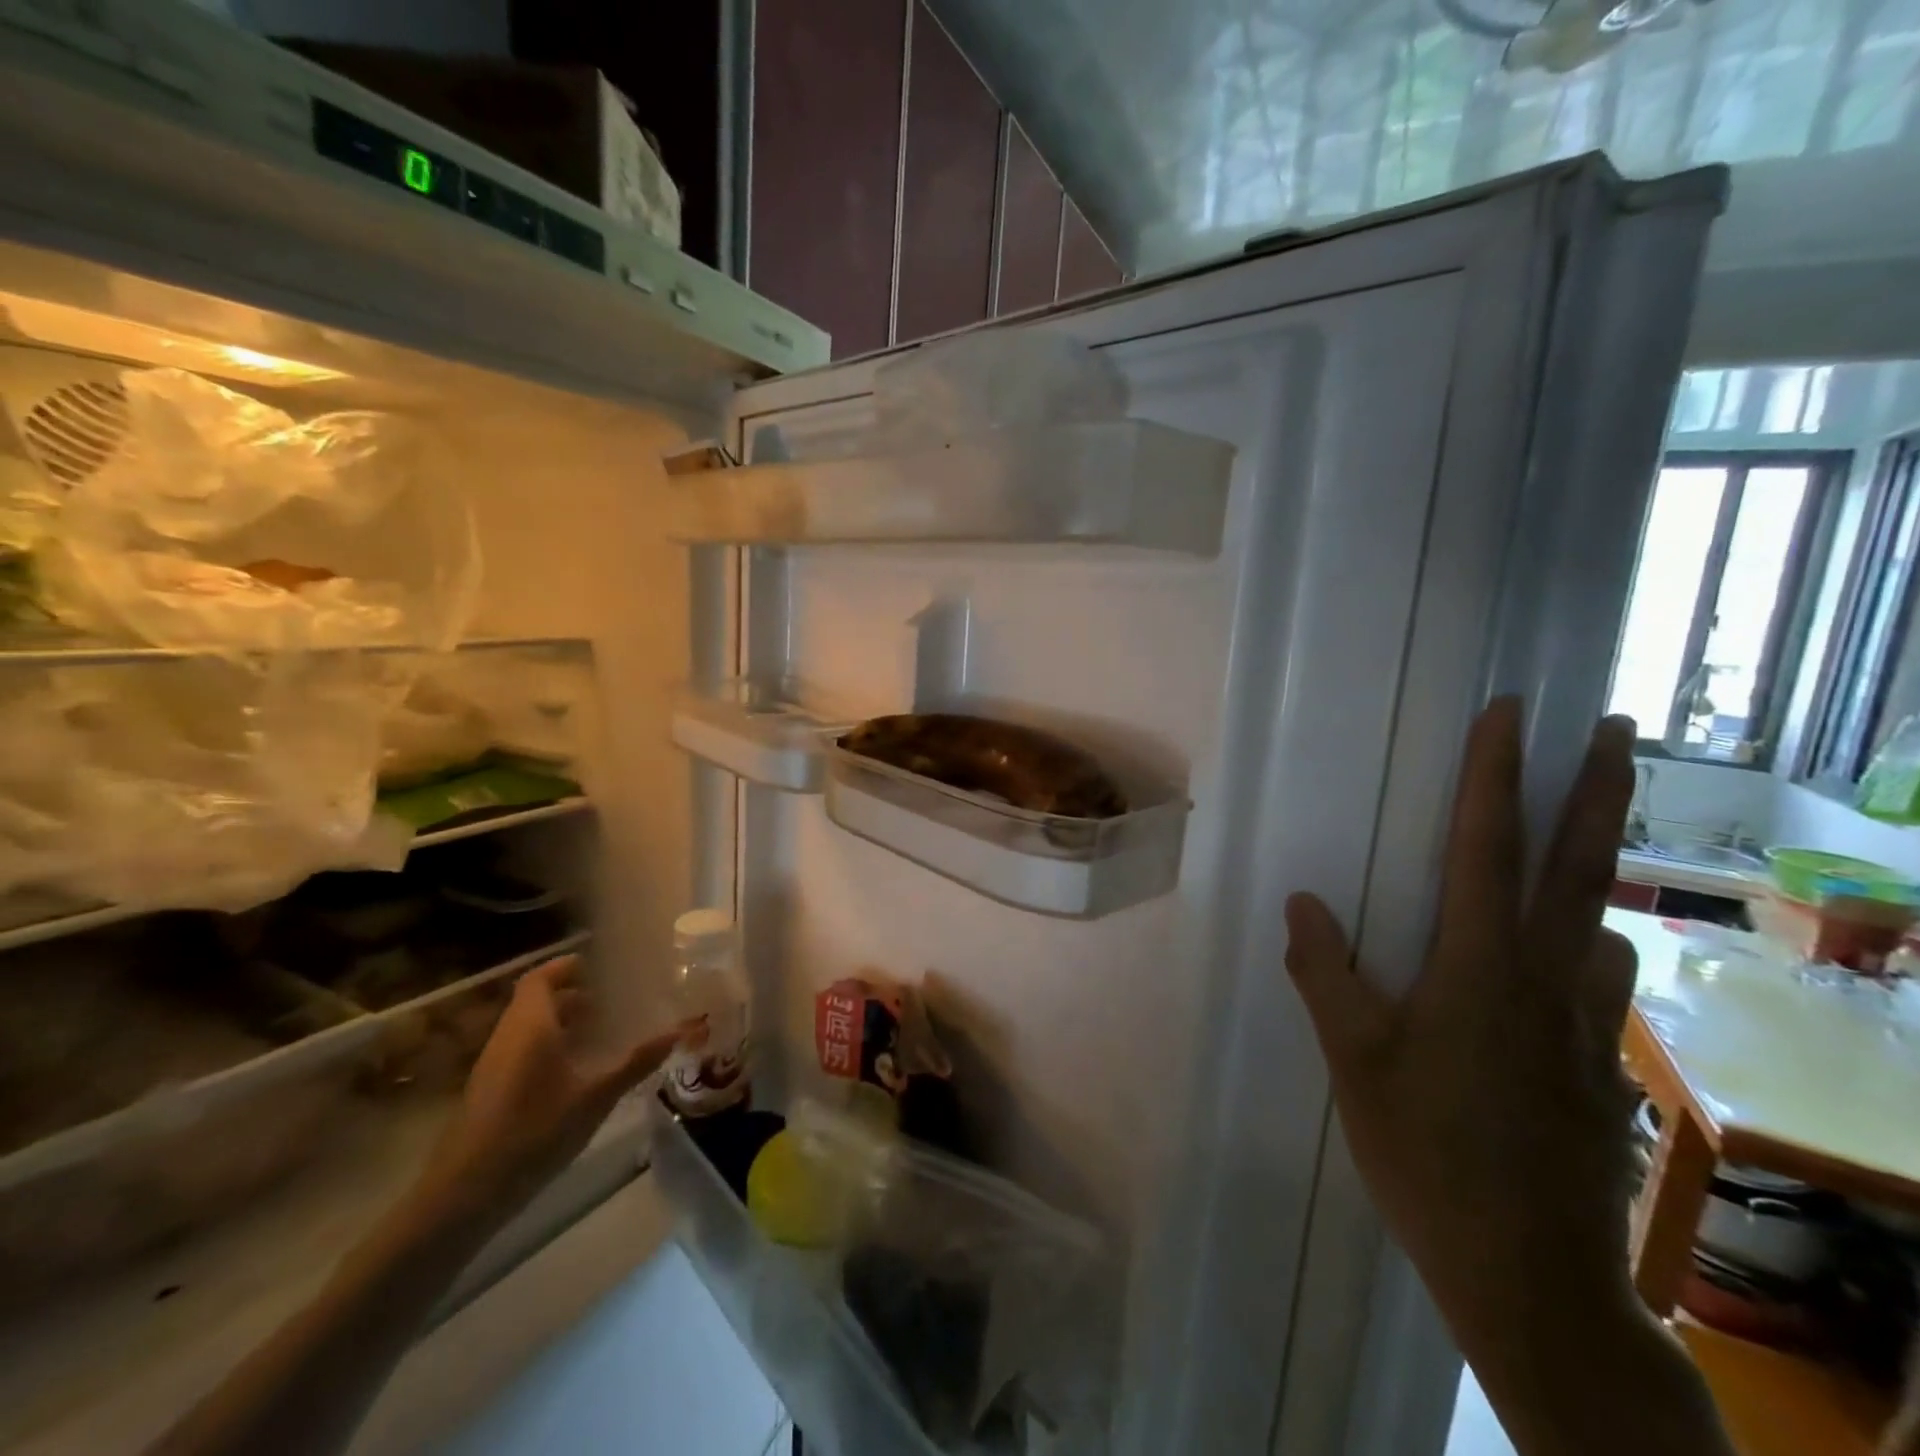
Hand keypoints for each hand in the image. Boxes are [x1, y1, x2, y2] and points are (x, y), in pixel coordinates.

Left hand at [413, 955, 679, 1229]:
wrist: (465, 1193)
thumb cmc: (535, 1131)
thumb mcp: (596, 1097)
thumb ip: (636, 1062)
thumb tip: (678, 1032)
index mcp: (531, 1026)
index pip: (540, 978)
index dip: (565, 967)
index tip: (596, 965)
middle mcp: (509, 1037)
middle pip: (534, 1001)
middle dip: (569, 994)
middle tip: (608, 998)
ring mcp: (494, 1065)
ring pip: (527, 1027)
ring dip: (558, 1021)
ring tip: (598, 1030)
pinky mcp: (489, 1091)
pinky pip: (521, 1050)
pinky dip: (548, 1045)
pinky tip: (574, 1069)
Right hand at [1284, 699, 1642, 1346]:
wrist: (1531, 1273)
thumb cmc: (1427, 1153)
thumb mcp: (1352, 1061)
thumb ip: (1325, 974)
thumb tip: (1302, 901)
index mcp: (1480, 968)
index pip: (1487, 849)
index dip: (1494, 776)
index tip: (1507, 714)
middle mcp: (1547, 978)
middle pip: (1578, 865)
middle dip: (1596, 788)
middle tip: (1612, 727)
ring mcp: (1586, 1022)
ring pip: (1599, 920)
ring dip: (1596, 865)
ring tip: (1578, 837)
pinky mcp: (1600, 1062)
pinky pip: (1597, 978)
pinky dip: (1587, 943)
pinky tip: (1565, 959)